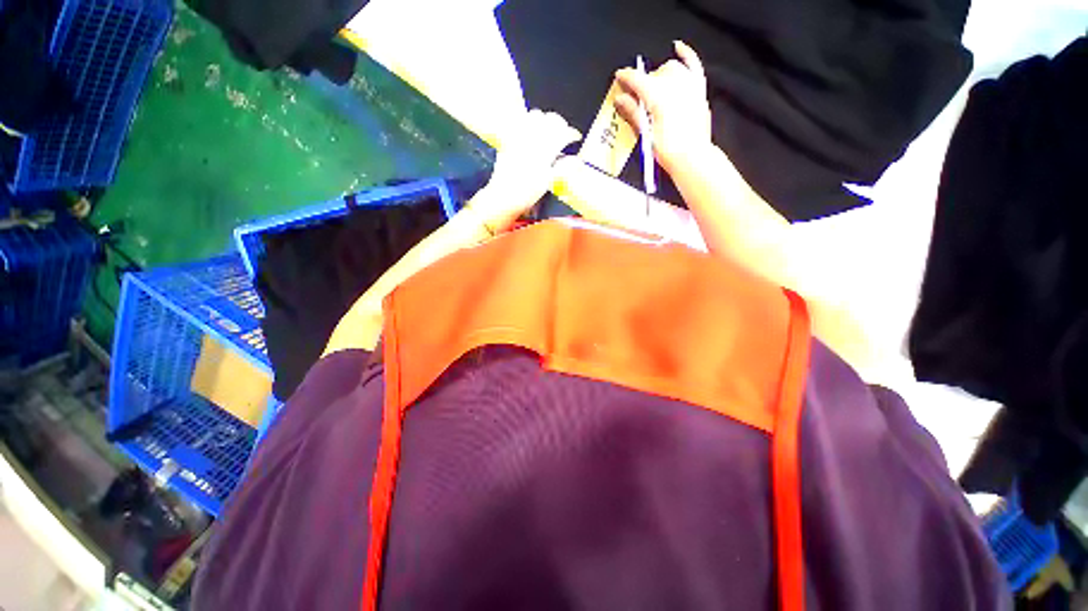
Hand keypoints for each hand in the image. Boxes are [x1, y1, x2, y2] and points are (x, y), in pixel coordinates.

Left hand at [473, 109, 581, 229]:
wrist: (504, 196)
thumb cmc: (527, 193)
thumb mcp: (548, 182)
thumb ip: (562, 167)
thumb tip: (575, 160)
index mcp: (545, 150)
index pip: (563, 133)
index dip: (571, 134)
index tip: (575, 137)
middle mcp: (532, 139)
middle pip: (551, 119)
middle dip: (560, 124)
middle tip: (563, 133)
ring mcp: (519, 136)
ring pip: (535, 115)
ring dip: (544, 120)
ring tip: (547, 130)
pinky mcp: (509, 138)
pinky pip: (519, 122)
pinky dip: (528, 122)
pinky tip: (530, 132)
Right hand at [614, 41, 712, 173]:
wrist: (692, 158)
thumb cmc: (668, 151)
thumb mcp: (646, 134)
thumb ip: (634, 113)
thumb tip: (620, 99)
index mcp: (659, 97)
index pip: (638, 80)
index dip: (626, 77)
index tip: (619, 77)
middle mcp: (675, 86)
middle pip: (654, 74)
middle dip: (643, 81)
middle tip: (635, 96)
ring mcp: (689, 86)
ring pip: (671, 68)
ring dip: (659, 74)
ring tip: (652, 86)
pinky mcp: (698, 90)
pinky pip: (694, 65)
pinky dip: (686, 54)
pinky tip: (678, 46)